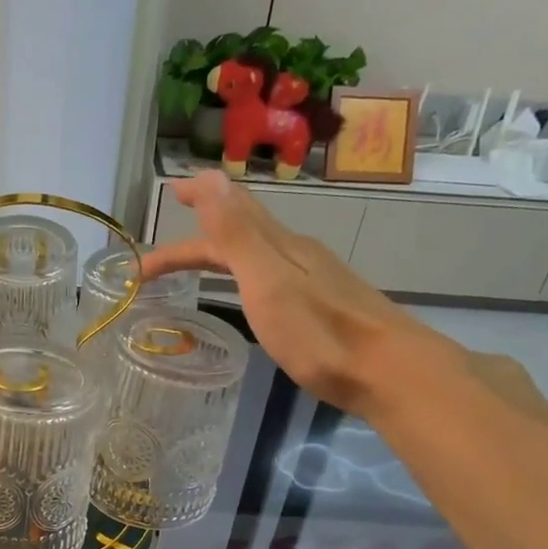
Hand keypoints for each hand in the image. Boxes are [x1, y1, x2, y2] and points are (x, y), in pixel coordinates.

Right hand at [140, 169, 452, 411]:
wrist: (390, 373)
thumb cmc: (321, 335)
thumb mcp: (269, 283)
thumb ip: (238, 235)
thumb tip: (209, 176)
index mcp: (280, 247)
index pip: (228, 214)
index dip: (198, 201)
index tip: (168, 191)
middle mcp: (297, 255)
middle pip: (240, 234)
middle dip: (196, 239)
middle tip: (157, 257)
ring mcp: (314, 279)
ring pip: (258, 253)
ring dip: (222, 252)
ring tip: (197, 263)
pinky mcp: (324, 305)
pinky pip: (272, 274)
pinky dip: (245, 272)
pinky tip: (251, 290)